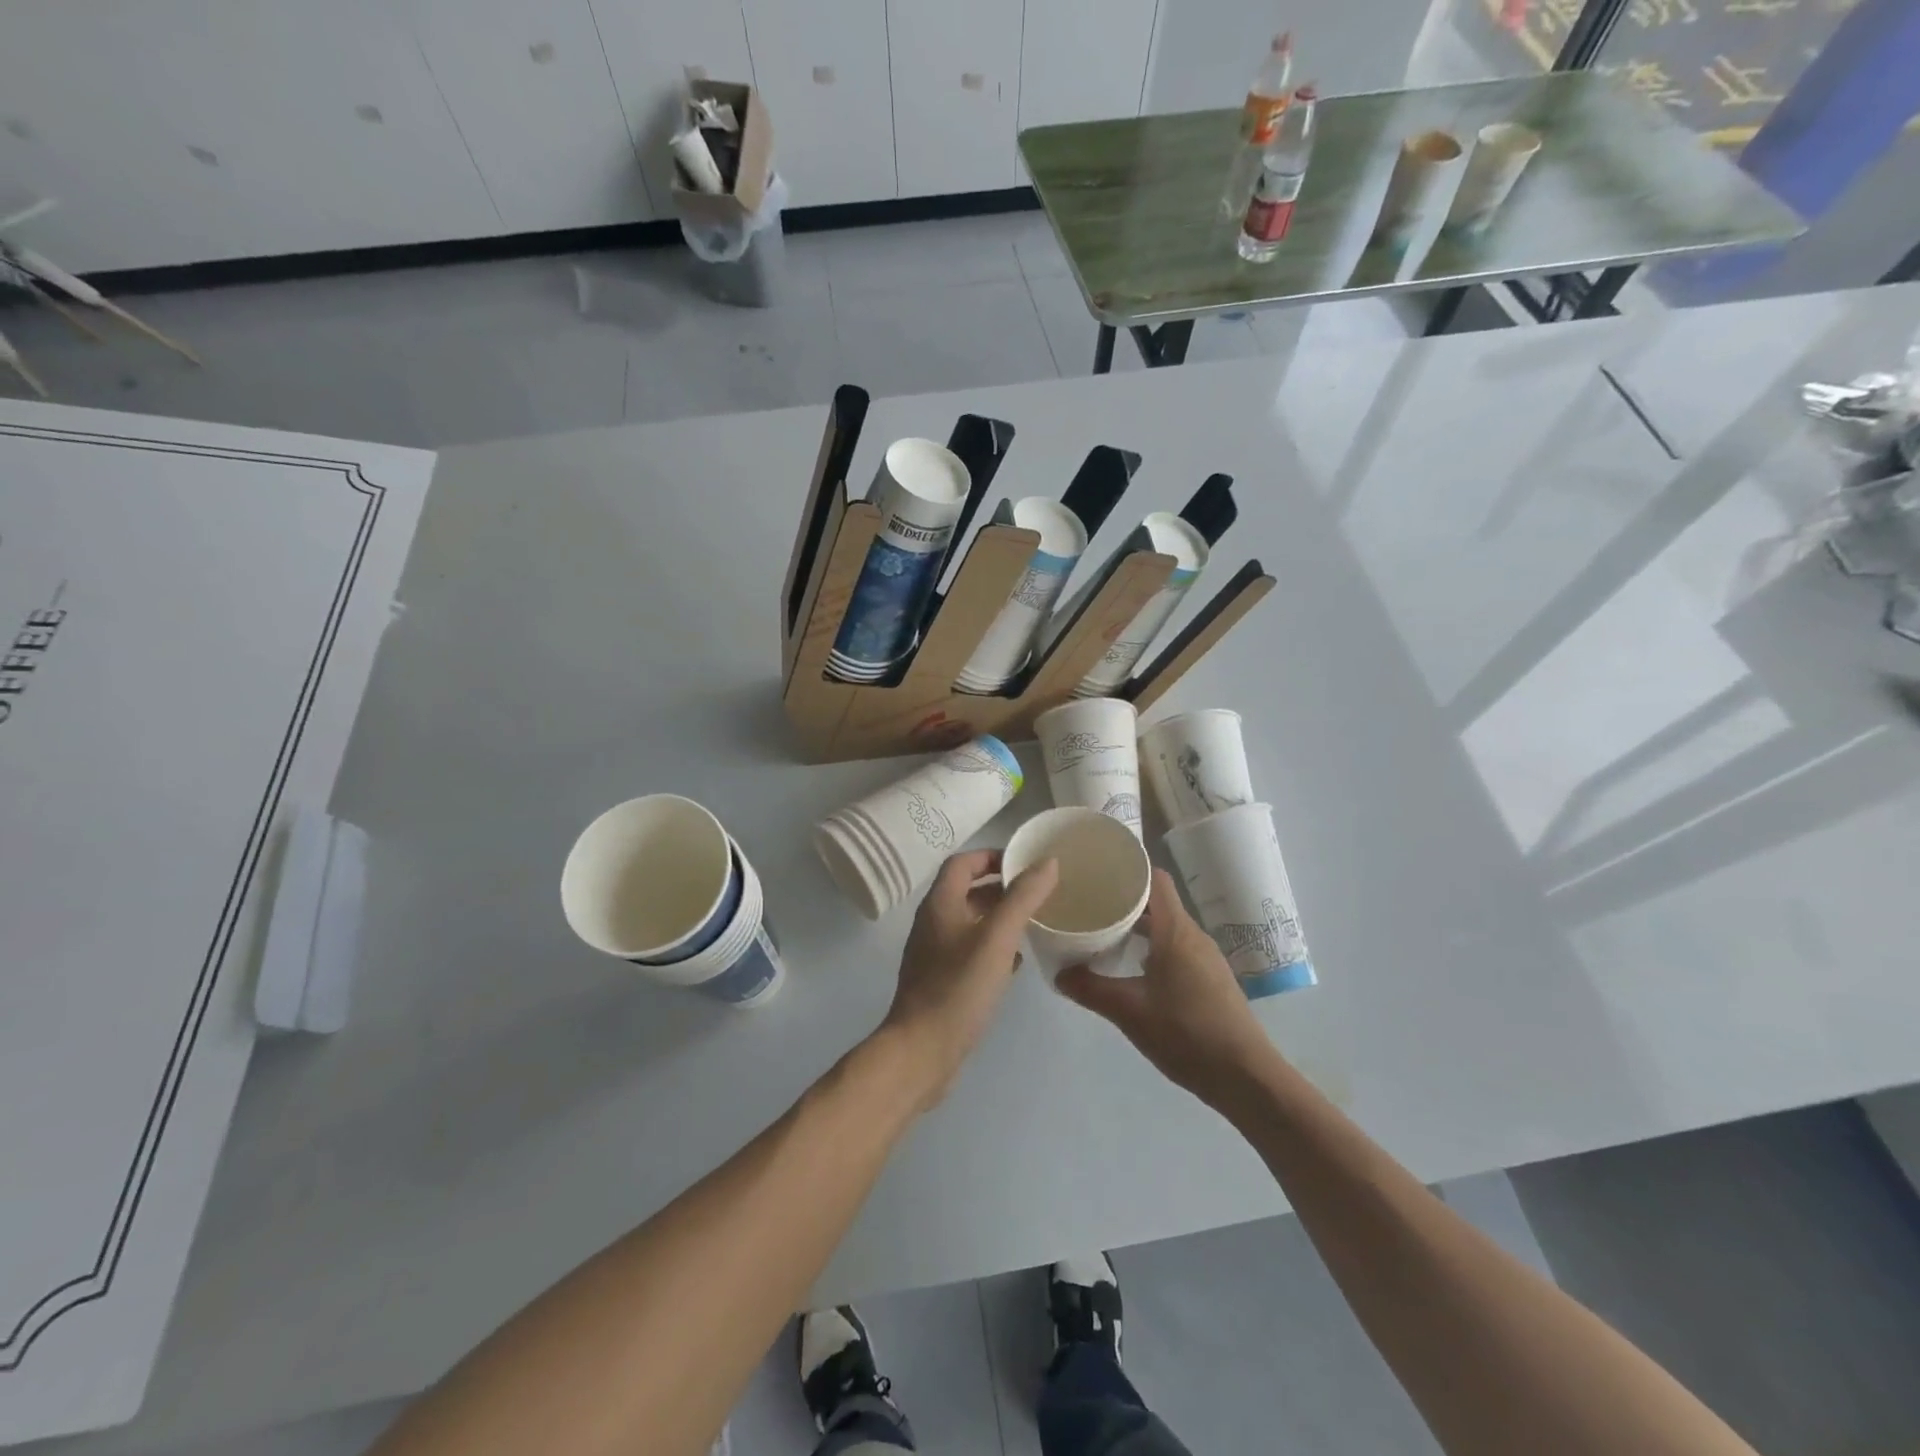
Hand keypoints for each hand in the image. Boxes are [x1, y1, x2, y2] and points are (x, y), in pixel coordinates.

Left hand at [879, 849, 1058, 1109]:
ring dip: (999, 918)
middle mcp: (933, 922)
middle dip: (1001, 888)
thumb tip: (1048, 862)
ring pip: (970, 923)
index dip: (991, 856)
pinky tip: (1015, 963)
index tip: (1025, 863)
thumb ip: (1023, 897)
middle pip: (967, 891)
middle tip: (1037, 893)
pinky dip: (993, 948)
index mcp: (940, 903)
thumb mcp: (998, 938)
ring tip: (1033, 923)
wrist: (921, 1051)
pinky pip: (969, 951)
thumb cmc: (958, 987)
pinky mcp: (941, 981)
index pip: (963, 862)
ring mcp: (934, 954)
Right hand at [1058, 869, 1277, 1105]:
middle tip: (1089, 905)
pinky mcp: (1210, 980)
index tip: (1098, 872)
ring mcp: (1206, 958)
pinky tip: (1132, 969)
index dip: (1128, 870)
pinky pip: (1176, 949)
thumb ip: (1090, 989)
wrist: (1246, 1077)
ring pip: (1166, 928)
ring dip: (1137, 927)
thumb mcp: (1129, 1011)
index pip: (1155, 879)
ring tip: (1104, 935)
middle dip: (1124, 901)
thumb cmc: (1186, 1033)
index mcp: (1176, 931)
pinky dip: (1152, 948)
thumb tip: (1058, 974)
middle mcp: (1193, 936)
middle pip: (1157, 903)